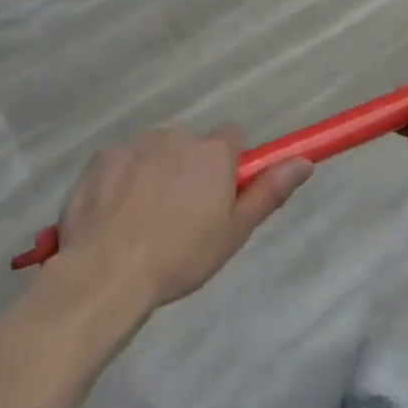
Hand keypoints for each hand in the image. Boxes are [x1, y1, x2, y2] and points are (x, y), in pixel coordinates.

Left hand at [56, 127, 312, 309]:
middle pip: (190, 147)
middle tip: (178, 219)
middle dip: (187, 172)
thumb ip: (269, 192)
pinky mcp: (102, 157)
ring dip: (154, 175)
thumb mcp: (234, 233)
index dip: (227, 167)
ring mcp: (136, 143)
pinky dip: (120, 182)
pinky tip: (113, 217)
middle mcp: (177, 136)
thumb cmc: (180, 257)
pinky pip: (120, 163)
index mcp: (212, 152)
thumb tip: (304, 161)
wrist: (107, 272)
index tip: (218, 198)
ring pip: (154, 154)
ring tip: (142, 223)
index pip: (231, 139)